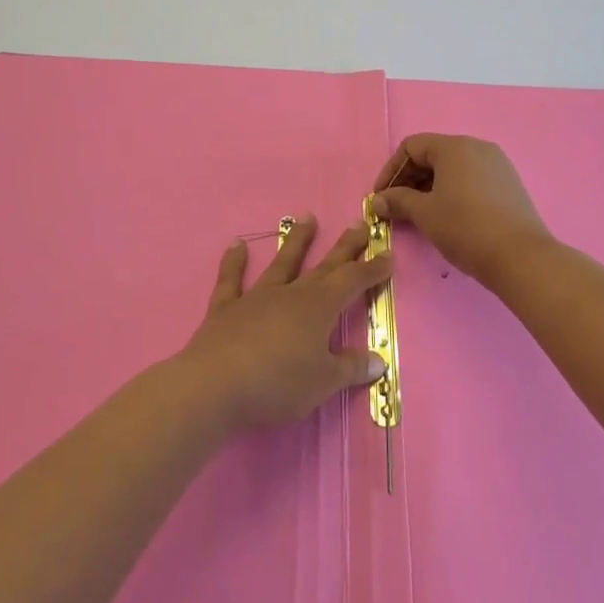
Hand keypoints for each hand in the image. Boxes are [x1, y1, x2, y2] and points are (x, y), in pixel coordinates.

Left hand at [179, 216, 388, 430]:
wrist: (216, 384)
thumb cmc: (278, 384)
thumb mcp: (323, 382)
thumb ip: (350, 368)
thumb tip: (378, 359)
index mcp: (318, 308)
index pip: (352, 282)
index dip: (372, 269)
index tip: (387, 255)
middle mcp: (291, 294)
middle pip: (323, 266)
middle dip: (344, 247)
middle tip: (359, 224)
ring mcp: (256, 297)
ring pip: (281, 263)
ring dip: (296, 241)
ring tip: (308, 217)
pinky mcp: (226, 308)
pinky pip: (231, 280)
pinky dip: (233, 262)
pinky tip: (236, 244)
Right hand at [371, 134, 554, 290]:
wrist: (520, 257)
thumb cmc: (465, 227)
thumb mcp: (425, 214)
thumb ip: (398, 201)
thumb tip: (377, 200)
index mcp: (455, 147)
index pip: (412, 146)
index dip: (391, 170)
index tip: (381, 196)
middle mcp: (477, 147)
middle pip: (433, 154)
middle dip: (409, 179)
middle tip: (396, 207)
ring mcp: (497, 164)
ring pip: (453, 168)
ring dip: (430, 187)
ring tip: (419, 214)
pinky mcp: (509, 184)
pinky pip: (471, 179)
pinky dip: (452, 191)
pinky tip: (447, 216)